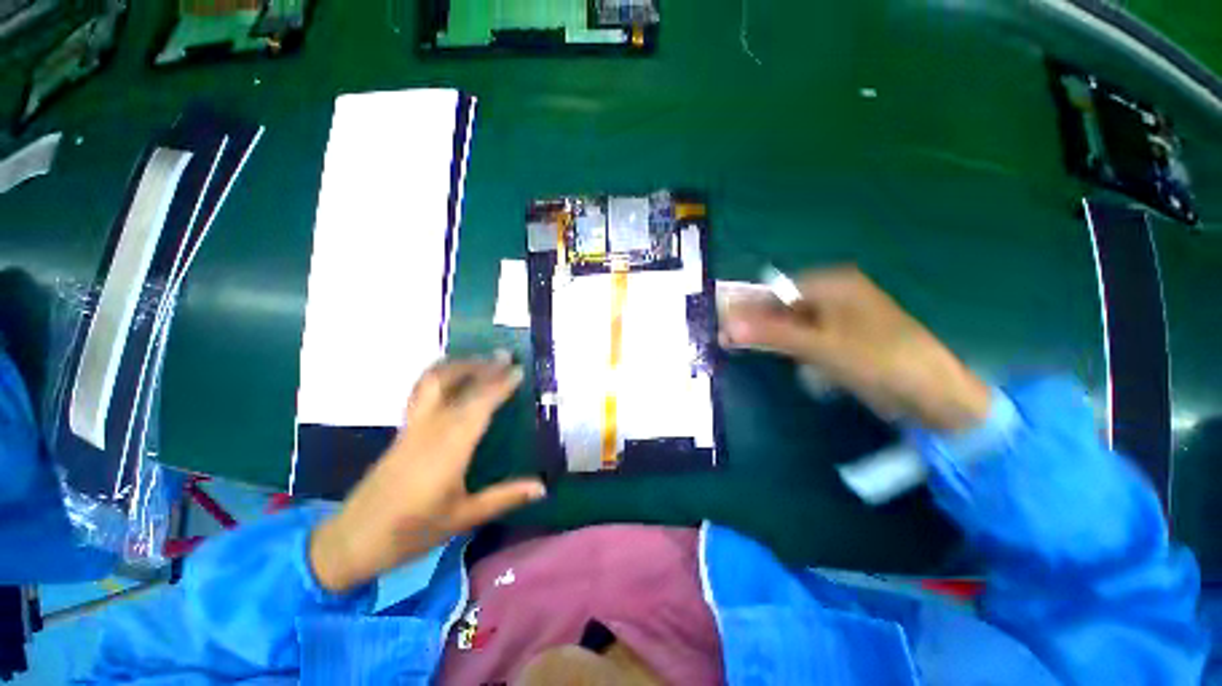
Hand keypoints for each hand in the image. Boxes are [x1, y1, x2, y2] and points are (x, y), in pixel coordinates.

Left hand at [309, 355, 546, 592]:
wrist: (352, 541)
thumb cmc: (411, 532)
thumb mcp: (463, 518)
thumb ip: (504, 497)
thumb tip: (542, 487)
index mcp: (449, 448)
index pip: (479, 405)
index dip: (500, 384)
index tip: (518, 370)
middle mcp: (430, 429)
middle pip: (456, 385)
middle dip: (483, 367)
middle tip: (505, 356)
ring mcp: (412, 427)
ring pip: (432, 382)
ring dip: (458, 365)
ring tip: (480, 360)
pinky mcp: (402, 431)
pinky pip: (422, 392)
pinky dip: (441, 376)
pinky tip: (452, 379)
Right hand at [721, 266, 990, 432]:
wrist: (933, 395)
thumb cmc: (878, 360)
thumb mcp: (819, 345)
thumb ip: (771, 333)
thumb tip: (726, 326)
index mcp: (832, 283)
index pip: (775, 289)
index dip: (746, 306)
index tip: (722, 325)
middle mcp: (834, 294)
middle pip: (782, 305)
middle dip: (757, 323)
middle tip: (729, 342)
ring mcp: (838, 317)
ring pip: (791, 322)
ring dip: (770, 336)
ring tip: (745, 349)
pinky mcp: (841, 338)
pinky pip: (804, 336)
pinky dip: (789, 346)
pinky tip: (778, 356)